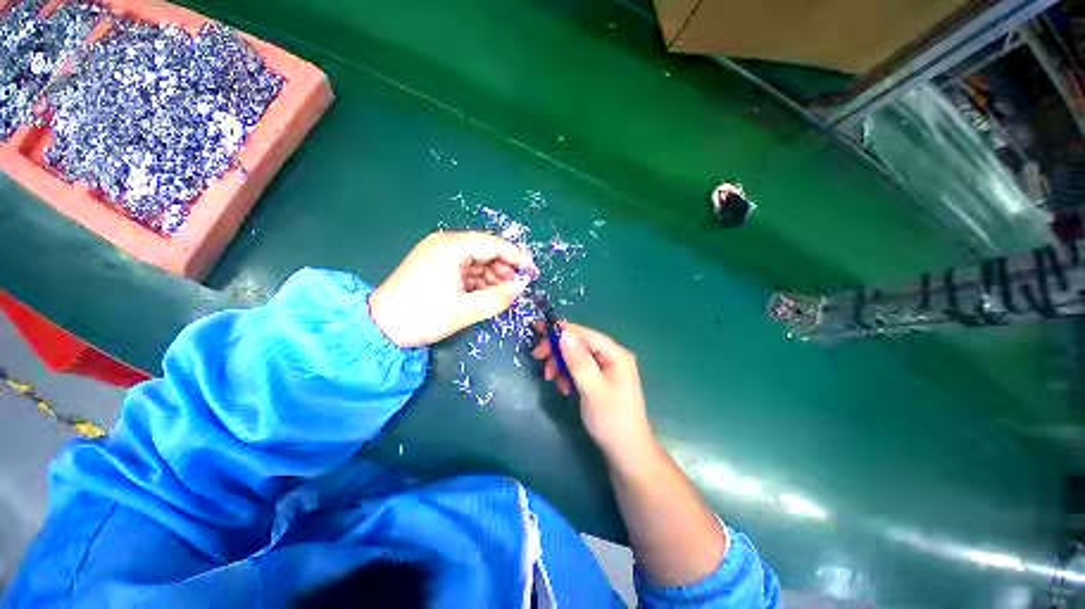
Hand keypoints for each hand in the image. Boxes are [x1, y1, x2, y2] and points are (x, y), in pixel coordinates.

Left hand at [370, 231, 535, 347]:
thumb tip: (523, 287)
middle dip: (505, 269)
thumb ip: (498, 298)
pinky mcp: (438, 267)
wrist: (379, 328)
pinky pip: (468, 270)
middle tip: (517, 290)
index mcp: (450, 247)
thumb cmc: (422, 316)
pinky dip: (480, 282)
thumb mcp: (464, 310)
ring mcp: (441, 255)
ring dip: (493, 277)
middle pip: (486, 251)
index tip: (533, 273)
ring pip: (478, 261)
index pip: (493, 244)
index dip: (517, 257)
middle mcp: (446, 244)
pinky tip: (487, 295)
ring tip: (502, 296)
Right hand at [532, 323, 653, 459]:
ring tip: (552, 380)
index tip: (537, 332)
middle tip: (538, 358)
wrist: (626, 453)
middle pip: (580, 343)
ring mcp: (606, 367)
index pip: (585, 334)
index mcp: (616, 354)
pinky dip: (567, 375)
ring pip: (576, 356)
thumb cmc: (611, 421)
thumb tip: (563, 333)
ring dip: (561, 364)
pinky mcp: (600, 379)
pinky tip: (563, 388)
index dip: (561, 331)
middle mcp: (612, 356)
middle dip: (558, 350)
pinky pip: (579, 368)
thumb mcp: (592, 389)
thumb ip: (578, 361)